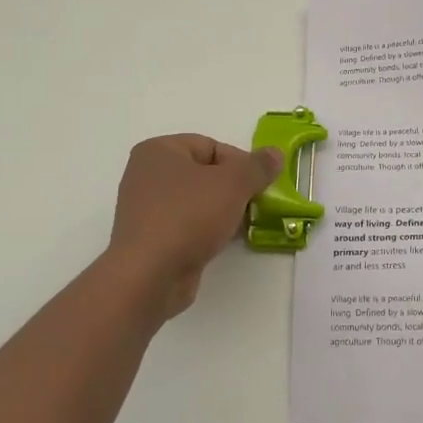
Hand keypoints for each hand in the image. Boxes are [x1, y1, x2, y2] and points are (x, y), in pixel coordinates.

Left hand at [108, 135, 281, 317]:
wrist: (150, 276)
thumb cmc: (188, 216)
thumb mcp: (233, 184)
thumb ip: (258, 166)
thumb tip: (275, 154)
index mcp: (159, 151)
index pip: (210, 146)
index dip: (240, 162)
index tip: (260, 184)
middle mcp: (147, 175)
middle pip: (204, 173)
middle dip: (234, 188)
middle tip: (256, 204)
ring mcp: (146, 209)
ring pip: (197, 201)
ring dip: (223, 211)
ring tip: (244, 224)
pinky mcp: (151, 239)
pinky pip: (187, 225)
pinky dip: (207, 230)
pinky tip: (224, 242)